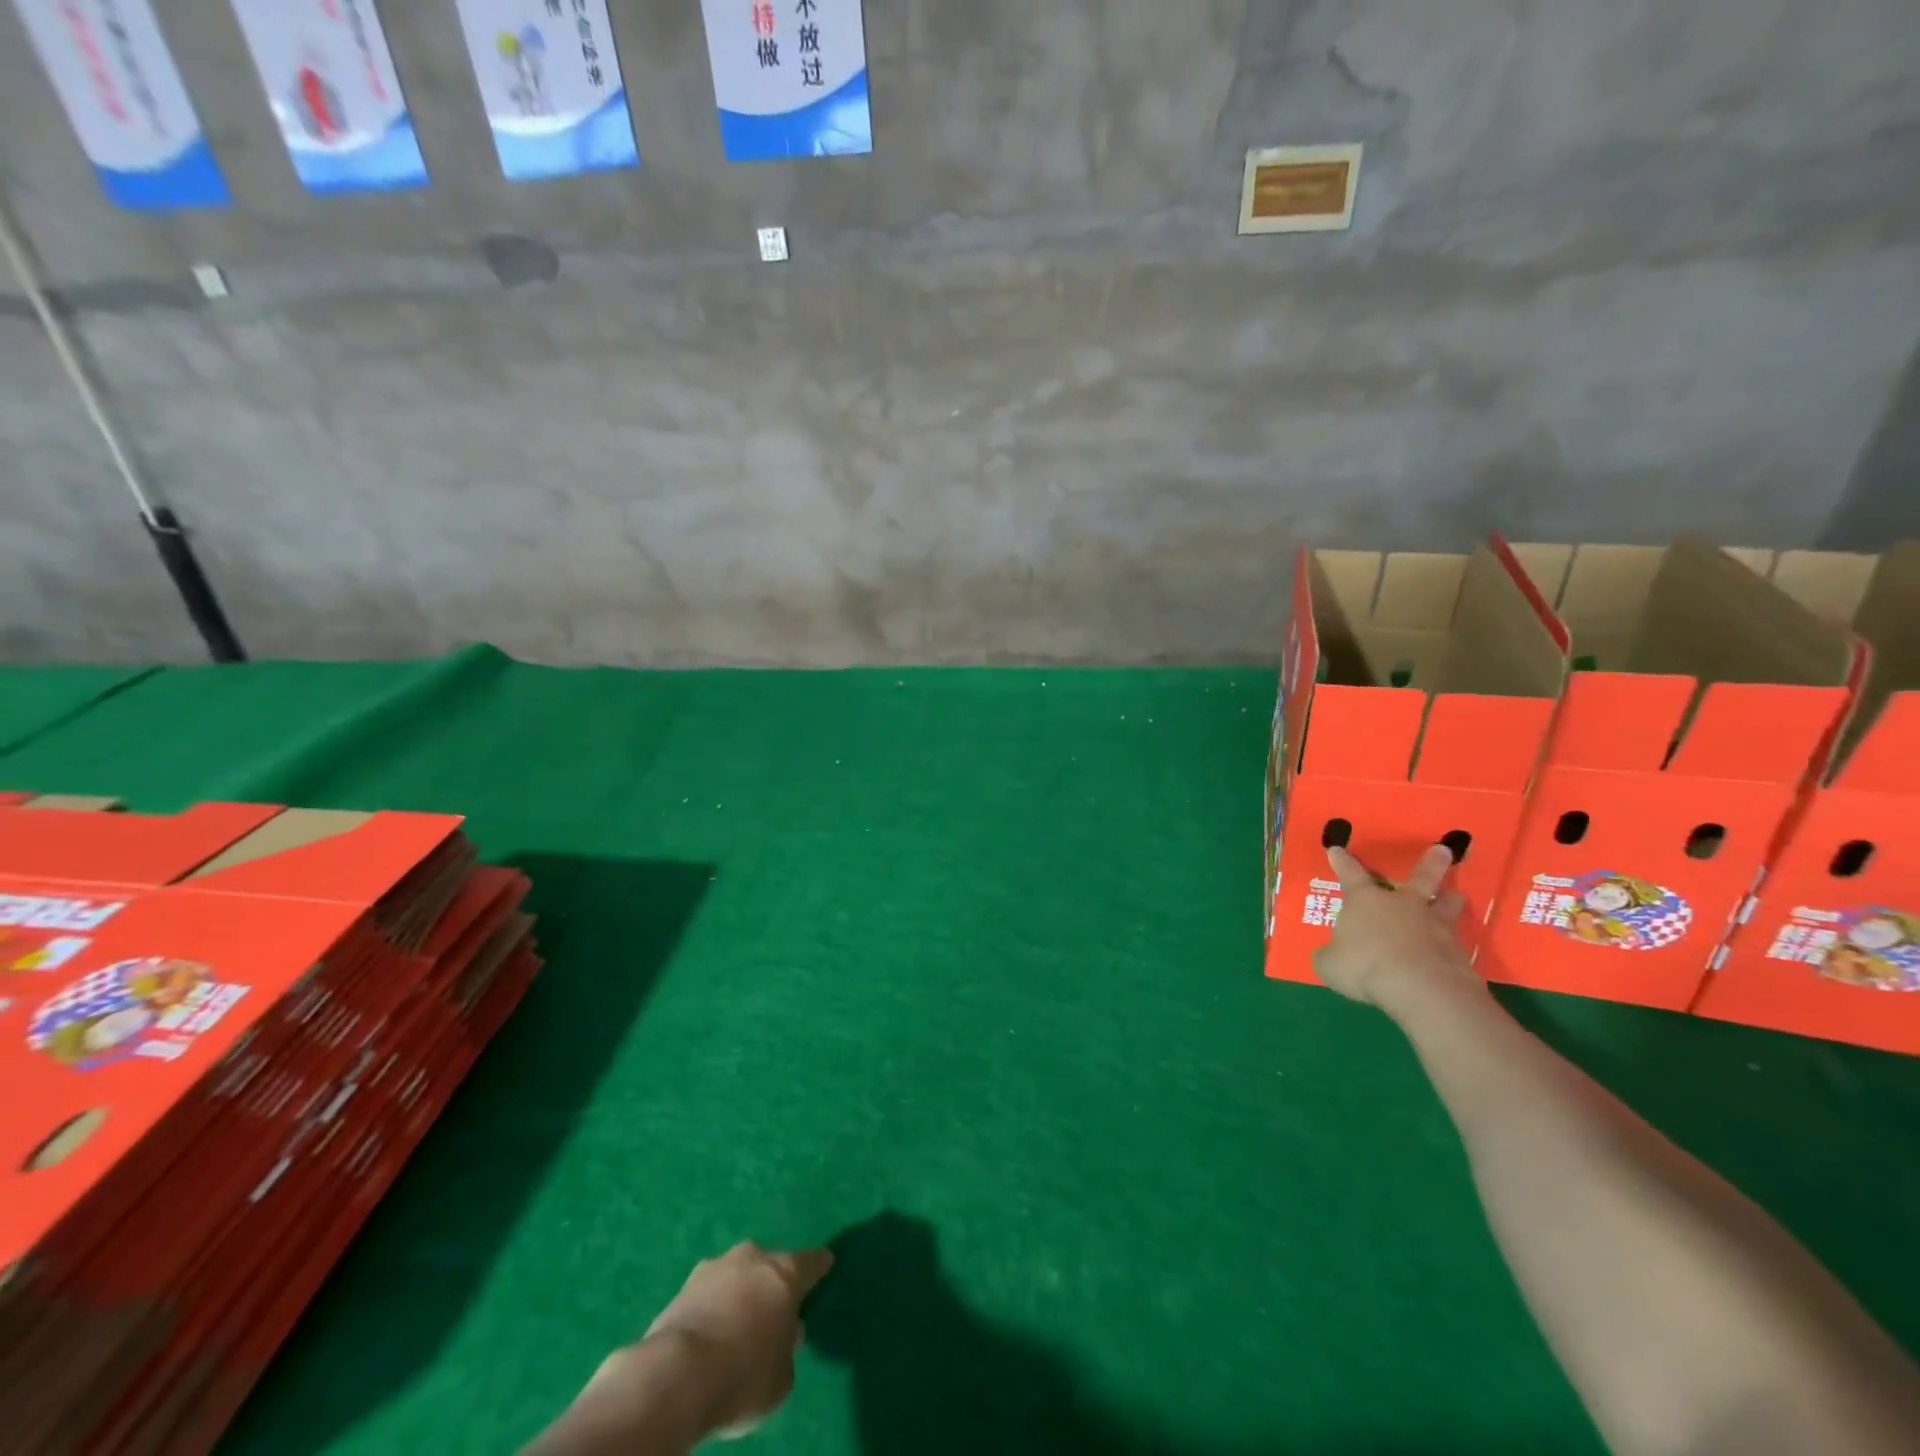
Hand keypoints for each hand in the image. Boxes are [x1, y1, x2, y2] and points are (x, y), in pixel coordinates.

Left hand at [553, 1242, 832, 1450]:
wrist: (677, 1376)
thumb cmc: (744, 1376)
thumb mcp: (781, 1378)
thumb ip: (788, 1348)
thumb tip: (786, 1333)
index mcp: (786, 1272)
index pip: (812, 1262)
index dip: (820, 1266)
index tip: (826, 1263)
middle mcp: (754, 1258)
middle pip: (770, 1264)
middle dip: (773, 1282)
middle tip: (774, 1307)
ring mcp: (715, 1267)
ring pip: (736, 1274)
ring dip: (739, 1291)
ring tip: (737, 1322)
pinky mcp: (683, 1286)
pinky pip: (709, 1293)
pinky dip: (713, 1306)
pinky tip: (710, 1332)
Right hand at [1311, 844, 1475, 1008]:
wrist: (1421, 988)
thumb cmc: (1365, 966)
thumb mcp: (1330, 964)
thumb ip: (1330, 955)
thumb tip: (1330, 955)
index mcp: (1365, 901)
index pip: (1349, 874)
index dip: (1341, 862)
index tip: (1337, 849)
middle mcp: (1402, 905)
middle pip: (1420, 878)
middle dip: (1430, 864)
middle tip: (1443, 850)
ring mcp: (1434, 925)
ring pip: (1446, 905)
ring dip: (1451, 900)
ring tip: (1457, 895)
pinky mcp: (1457, 951)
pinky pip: (1454, 942)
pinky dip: (1453, 943)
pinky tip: (1454, 950)